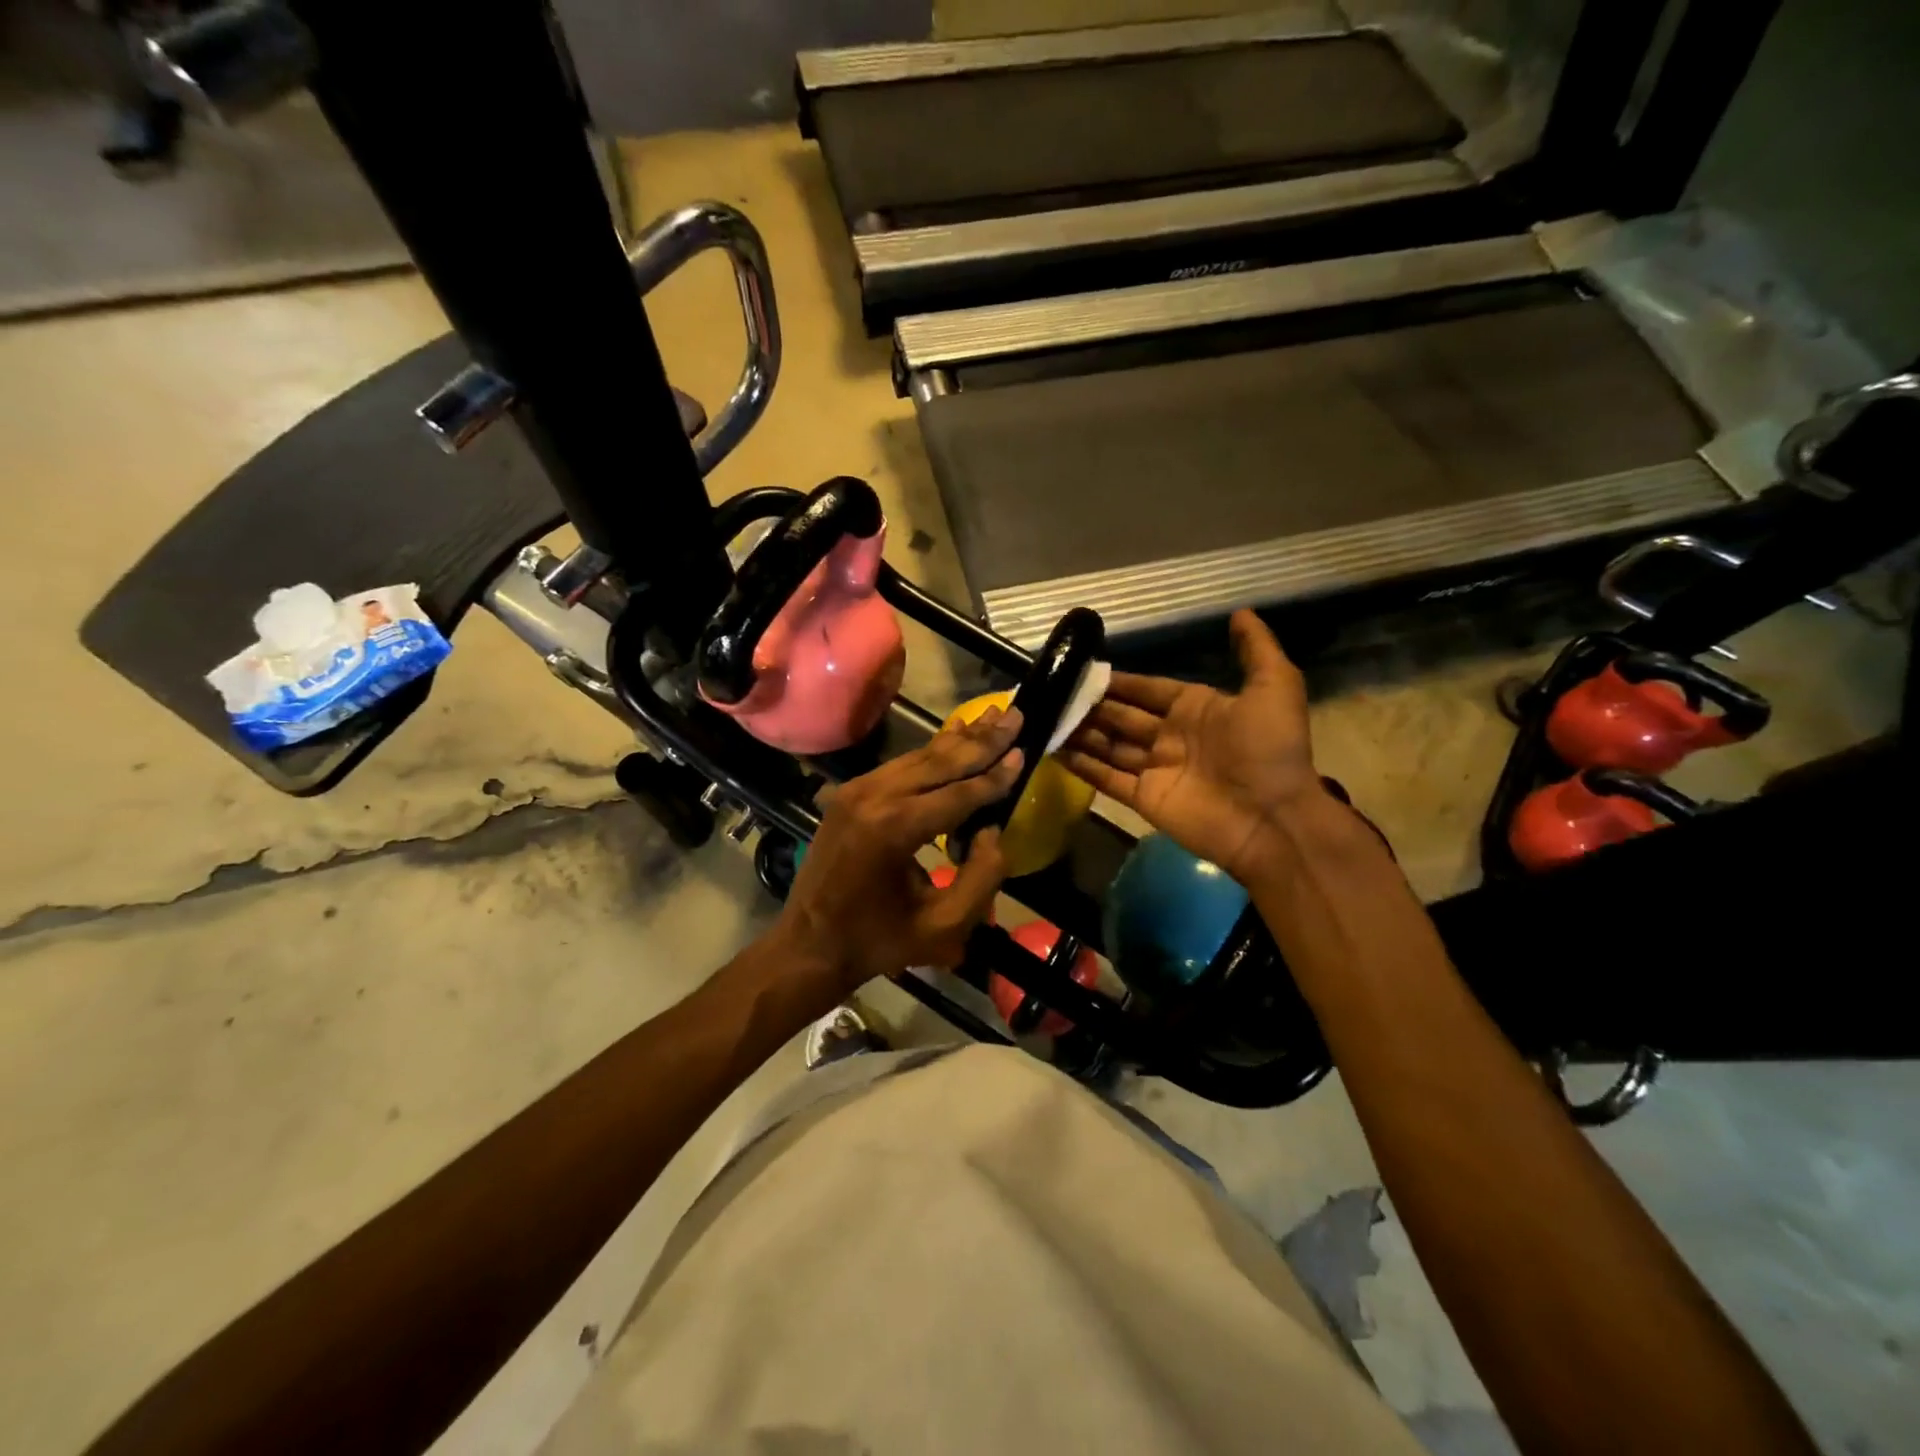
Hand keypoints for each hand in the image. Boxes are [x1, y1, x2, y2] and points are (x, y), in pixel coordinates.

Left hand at [771, 707, 1024, 1003]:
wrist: (809, 945)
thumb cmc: (879, 941)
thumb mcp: (943, 927)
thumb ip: (982, 878)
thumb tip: (993, 830)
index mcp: (894, 829)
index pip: (958, 793)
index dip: (995, 775)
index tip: (1025, 750)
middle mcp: (873, 798)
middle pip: (939, 762)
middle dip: (982, 740)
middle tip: (1016, 715)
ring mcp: (856, 791)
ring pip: (919, 757)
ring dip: (959, 739)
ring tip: (993, 716)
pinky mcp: (849, 793)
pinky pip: (900, 766)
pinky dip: (931, 751)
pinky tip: (953, 733)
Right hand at [1061, 611, 1331, 882]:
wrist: (1272, 818)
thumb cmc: (1270, 749)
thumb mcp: (1274, 687)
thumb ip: (1256, 649)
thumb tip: (1240, 611)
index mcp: (1195, 709)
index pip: (1147, 690)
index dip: (1119, 682)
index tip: (1085, 671)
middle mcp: (1170, 736)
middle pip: (1122, 716)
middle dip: (1092, 706)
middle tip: (1055, 693)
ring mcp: (1155, 769)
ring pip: (1108, 745)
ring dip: (1081, 733)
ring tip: (1047, 718)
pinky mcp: (1143, 799)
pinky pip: (1106, 779)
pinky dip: (1082, 767)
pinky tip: (1054, 751)